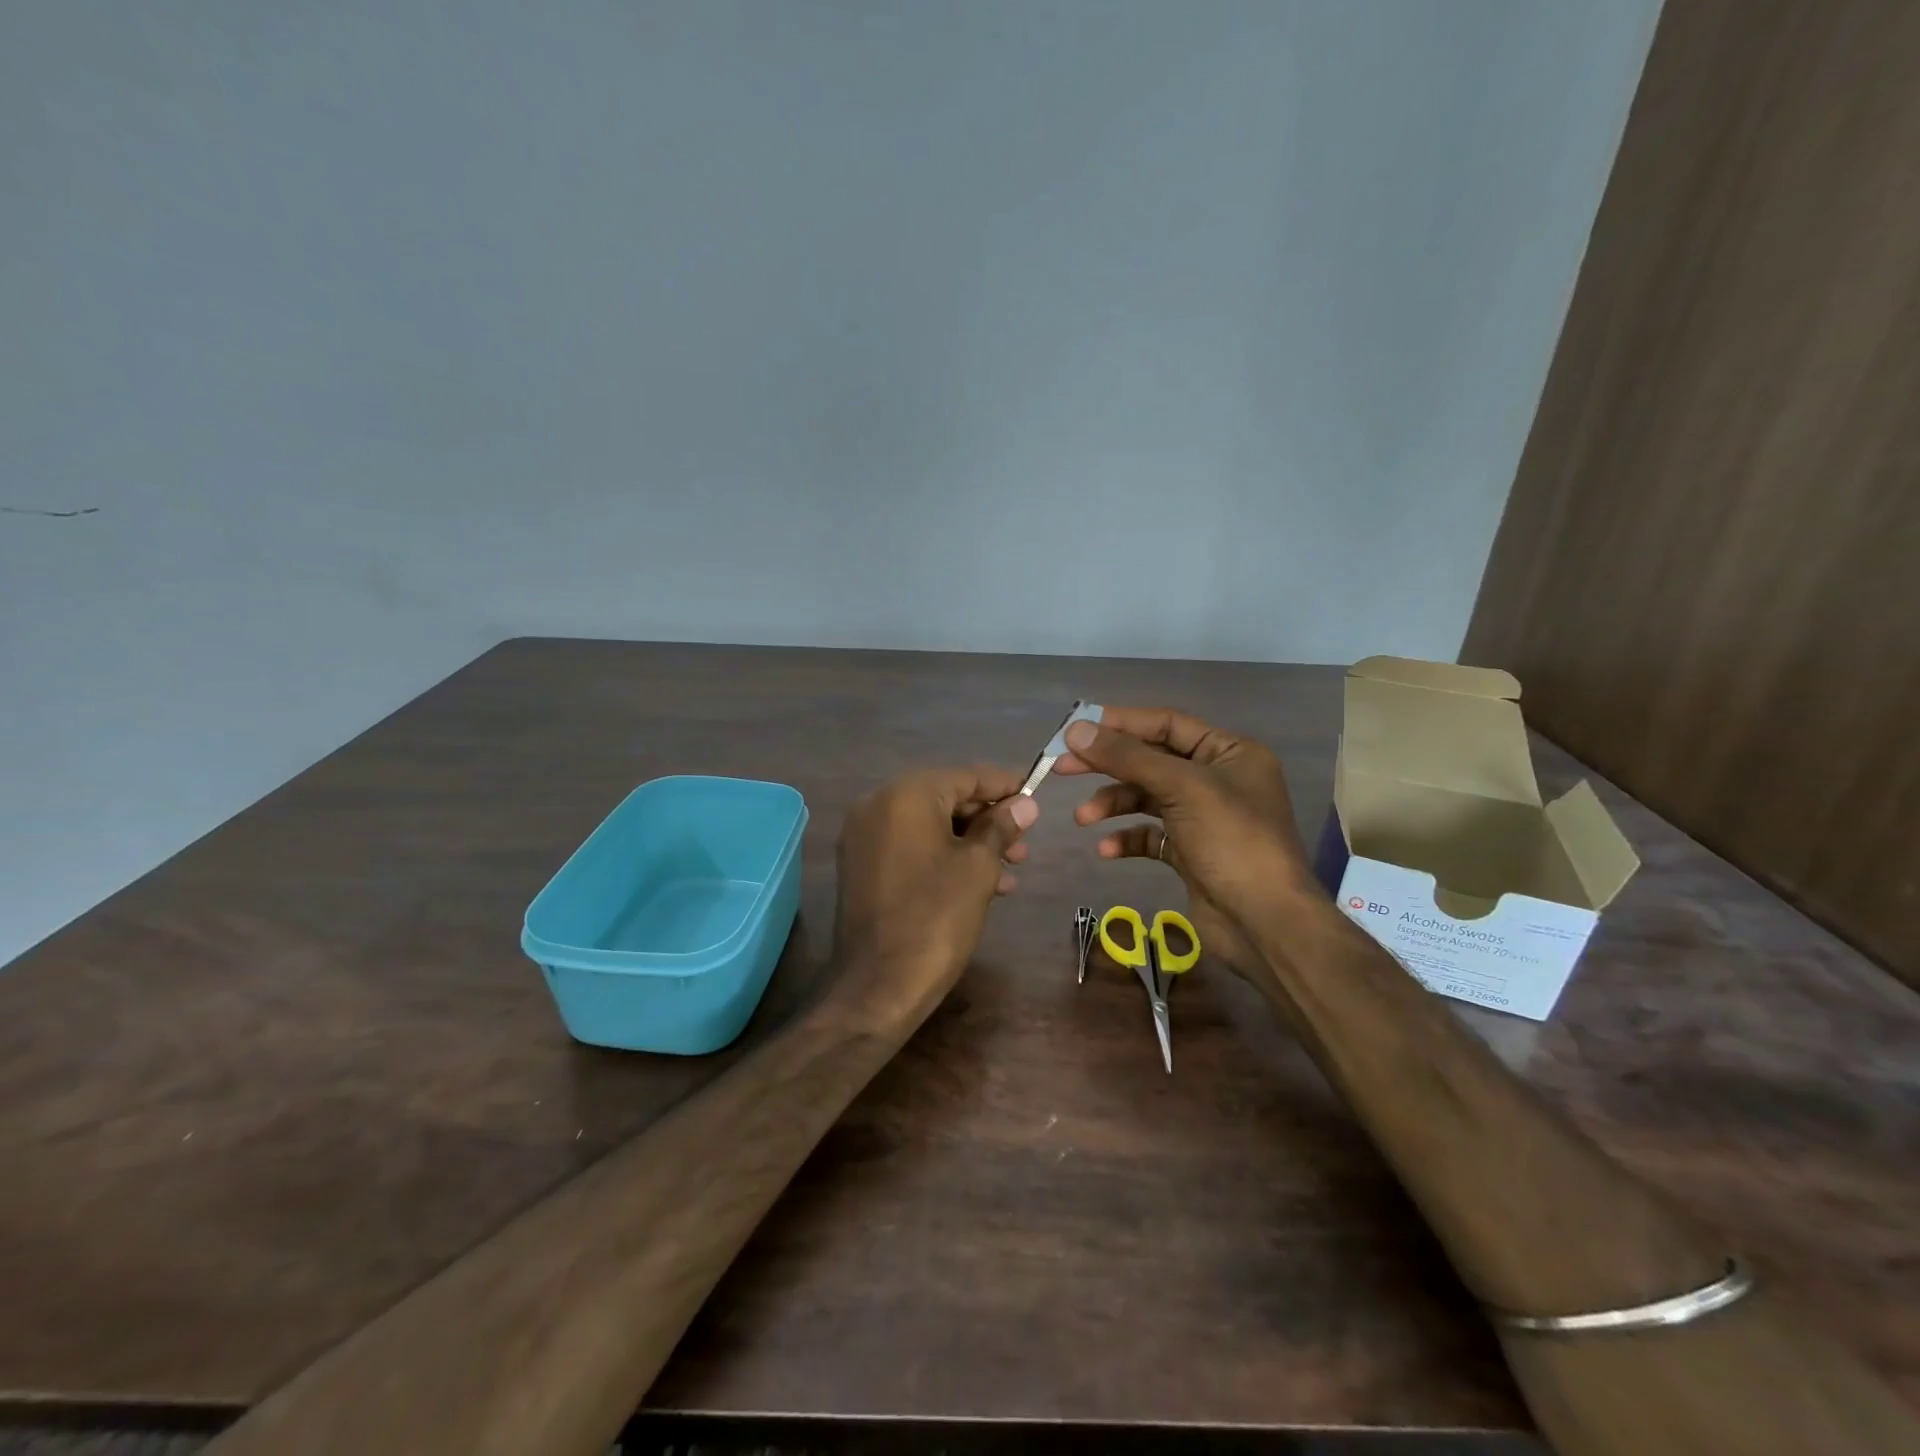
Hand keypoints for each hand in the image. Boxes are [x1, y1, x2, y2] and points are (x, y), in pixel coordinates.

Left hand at [832, 765, 1038, 1023]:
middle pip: (946, 797)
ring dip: (971, 841)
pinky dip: (943, 855)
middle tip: (1025, 843)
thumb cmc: (936, 917)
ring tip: (1010, 869)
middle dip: (988, 819)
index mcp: (905, 794)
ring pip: (930, 824)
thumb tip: (1025, 802)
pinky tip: (979, 883)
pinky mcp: (860, 864)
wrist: (878, 986)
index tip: (1037, 793)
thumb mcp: (978, 868)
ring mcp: (864, 835)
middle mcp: (877, 803)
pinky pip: (910, 845)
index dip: (1005, 785)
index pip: (966, 775)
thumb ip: (1001, 826)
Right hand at [1057, 708, 1312, 976]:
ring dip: (1113, 804)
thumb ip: (1127, 757)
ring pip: (1147, 799)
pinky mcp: (1191, 853)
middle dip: (1108, 765)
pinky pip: (1151, 835)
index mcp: (1230, 752)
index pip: (1167, 724)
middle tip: (1062, 767)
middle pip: (1152, 760)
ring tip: (1083, 818)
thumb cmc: (1232, 841)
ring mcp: (1205, 818)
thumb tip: (1076, 729)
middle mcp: (1219, 779)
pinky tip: (1106, 850)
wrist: (1265, 923)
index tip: (1076, 729)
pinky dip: (1127, 838)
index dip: (1121, 724)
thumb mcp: (1181, 788)